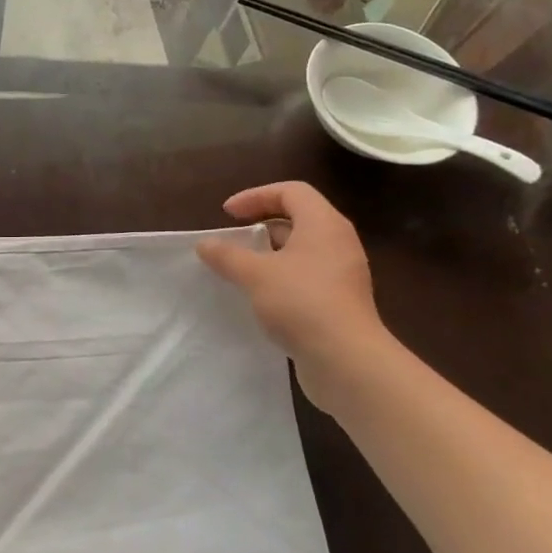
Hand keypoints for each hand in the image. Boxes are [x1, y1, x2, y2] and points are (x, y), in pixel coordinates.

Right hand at [196, 182, 387, 395]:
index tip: (227, 214)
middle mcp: (338, 243)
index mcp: (323, 224)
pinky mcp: (340, 301)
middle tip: (233, 239)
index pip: (291, 191)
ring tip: (240, 268)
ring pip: (301, 249)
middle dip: (261, 224)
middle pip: (298, 218)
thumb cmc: (301, 302)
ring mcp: (342, 273)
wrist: (346, 360)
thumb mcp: (254, 274)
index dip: (256, 196)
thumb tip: (205, 244)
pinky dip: (280, 276)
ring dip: (269, 253)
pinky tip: (259, 295)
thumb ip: (227, 255)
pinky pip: (306, 275)